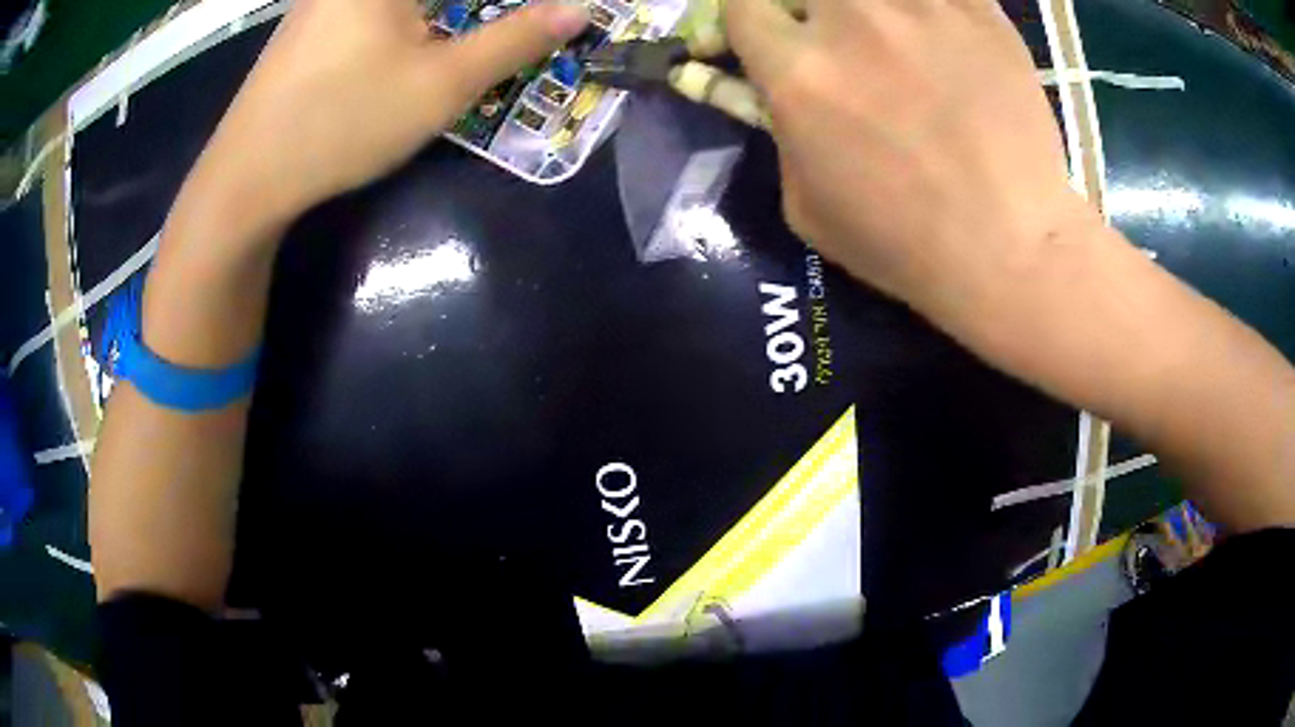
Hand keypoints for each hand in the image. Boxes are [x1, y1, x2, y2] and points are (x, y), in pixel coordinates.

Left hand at [187, 0, 588, 222]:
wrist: (246, 178)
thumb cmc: (343, 122)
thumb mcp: (441, 84)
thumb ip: (515, 39)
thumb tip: (578, 11)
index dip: (508, 3)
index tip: (539, 15)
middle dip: (481, 9)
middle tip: (514, 26)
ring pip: (402, 3)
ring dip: (449, 13)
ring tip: (474, 35)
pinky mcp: (311, 22)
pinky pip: (374, 10)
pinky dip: (411, 19)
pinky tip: (415, 42)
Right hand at [725, 0, 1087, 314]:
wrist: (1011, 248)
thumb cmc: (904, 244)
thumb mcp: (807, 207)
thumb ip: (777, 134)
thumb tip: (768, 92)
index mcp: (798, 71)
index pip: (740, 6)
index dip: (748, 19)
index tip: (767, 36)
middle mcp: (849, 20)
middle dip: (804, 6)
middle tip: (831, 35)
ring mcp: (919, 6)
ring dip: (866, 6)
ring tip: (891, 37)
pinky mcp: (977, 9)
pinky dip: (930, 4)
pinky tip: (933, 28)